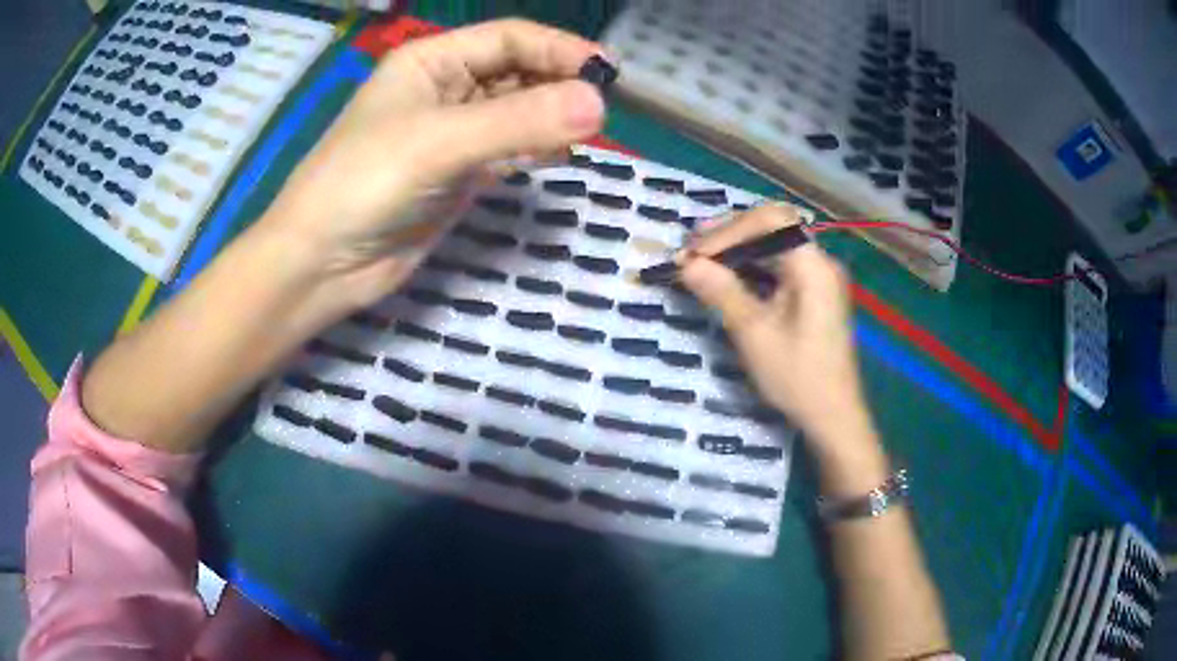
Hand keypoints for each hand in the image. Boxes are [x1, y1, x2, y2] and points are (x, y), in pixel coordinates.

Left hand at [260, 19, 607, 310]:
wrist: (322, 264)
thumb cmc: (364, 184)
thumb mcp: (439, 142)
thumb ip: (519, 122)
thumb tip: (600, 106)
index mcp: (431, 61)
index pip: (510, 38)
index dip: (559, 49)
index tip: (607, 74)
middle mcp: (444, 88)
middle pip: (517, 71)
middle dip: (560, 84)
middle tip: (603, 109)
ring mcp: (452, 133)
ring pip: (516, 112)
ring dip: (551, 118)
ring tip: (587, 133)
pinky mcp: (458, 173)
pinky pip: (509, 149)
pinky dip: (536, 150)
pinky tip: (559, 156)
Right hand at [679, 205, 875, 453]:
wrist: (834, 416)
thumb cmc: (797, 377)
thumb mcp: (754, 335)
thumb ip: (722, 292)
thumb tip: (687, 264)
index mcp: (813, 266)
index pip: (770, 222)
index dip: (729, 229)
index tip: (694, 252)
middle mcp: (820, 263)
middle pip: (774, 227)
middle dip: (731, 234)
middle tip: (691, 247)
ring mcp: (819, 278)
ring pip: (775, 245)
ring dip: (739, 248)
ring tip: (702, 258)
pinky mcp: (815, 294)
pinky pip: (781, 266)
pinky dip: (752, 265)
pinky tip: (728, 275)